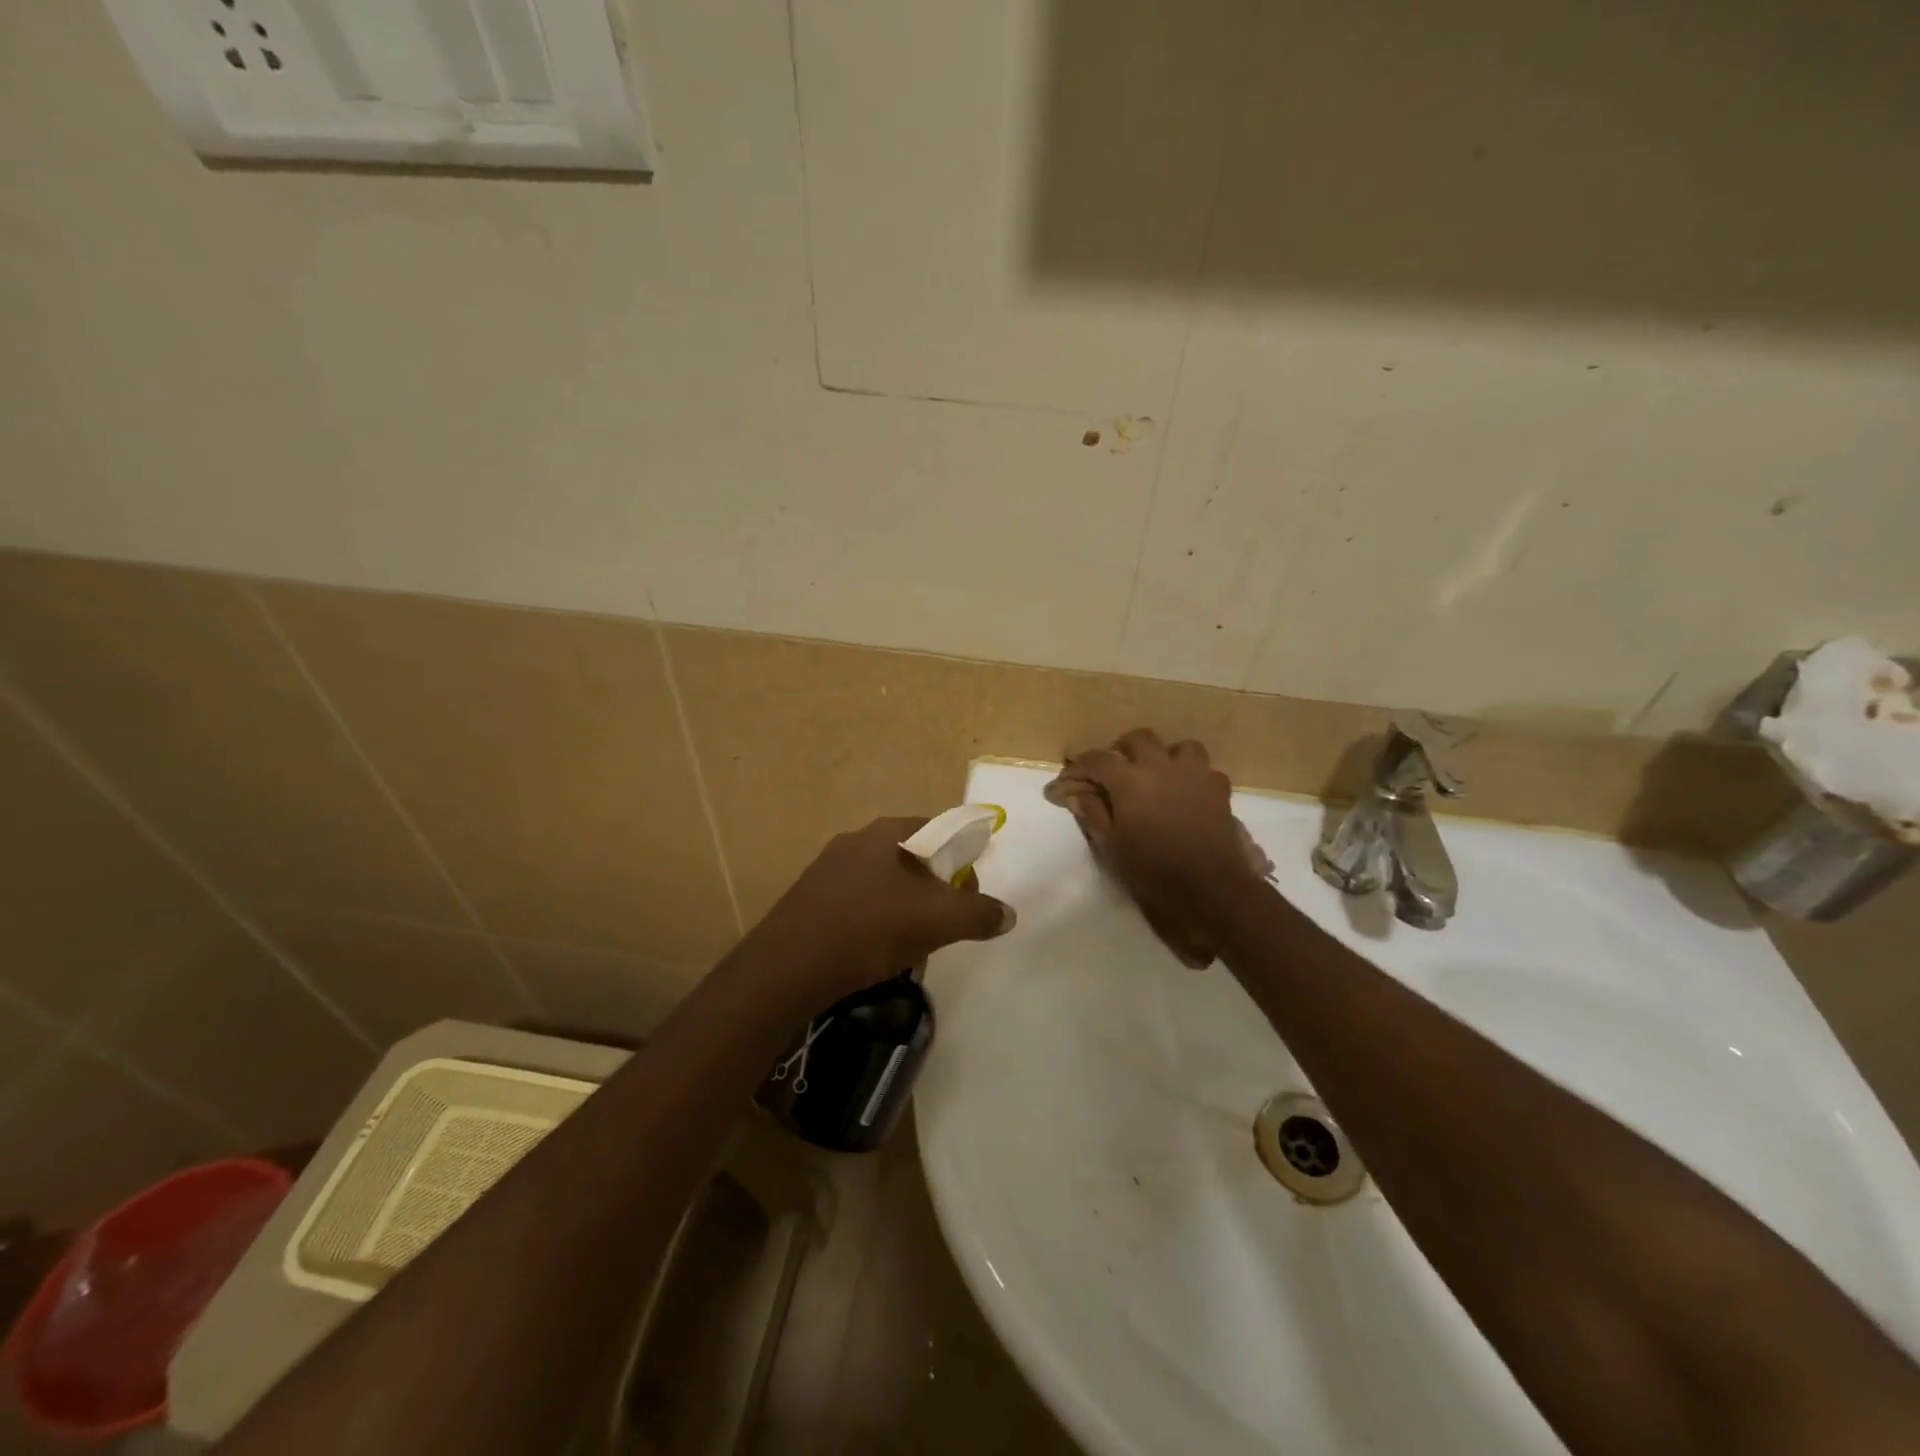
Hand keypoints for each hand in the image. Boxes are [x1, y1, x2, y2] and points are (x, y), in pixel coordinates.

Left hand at [741, 817, 1015, 1005]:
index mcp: (886, 833)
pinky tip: (875, 949)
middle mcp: (855, 840)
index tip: (970, 889)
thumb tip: (1007, 914)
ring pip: (882, 881)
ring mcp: (827, 869)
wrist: (788, 967)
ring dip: (904, 905)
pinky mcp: (809, 899)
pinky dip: (874, 919)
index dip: (962, 855)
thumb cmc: (870, 929)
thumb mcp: (937, 921)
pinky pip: (856, 902)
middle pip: (911, 856)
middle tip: (945, 918)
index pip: (938, 828)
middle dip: (933, 885)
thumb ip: (978, 914)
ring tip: (913, 939)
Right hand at [1046, 730, 1270, 967]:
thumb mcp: (1111, 845)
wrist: (1208, 888)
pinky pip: (1205, 771)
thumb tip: (1075, 793)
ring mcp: (1195, 775)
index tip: (1066, 782)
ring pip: (1179, 747)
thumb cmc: (1151, 869)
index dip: (1078, 767)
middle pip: (1139, 739)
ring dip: (1165, 756)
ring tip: (1157, 776)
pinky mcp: (1219, 790)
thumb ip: (1093, 813)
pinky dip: (1193, 777)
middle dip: (1122, 750)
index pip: (1097, 759)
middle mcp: (1162, 767)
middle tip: (1113, 772)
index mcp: (1130, 780)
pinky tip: (1187, 794)